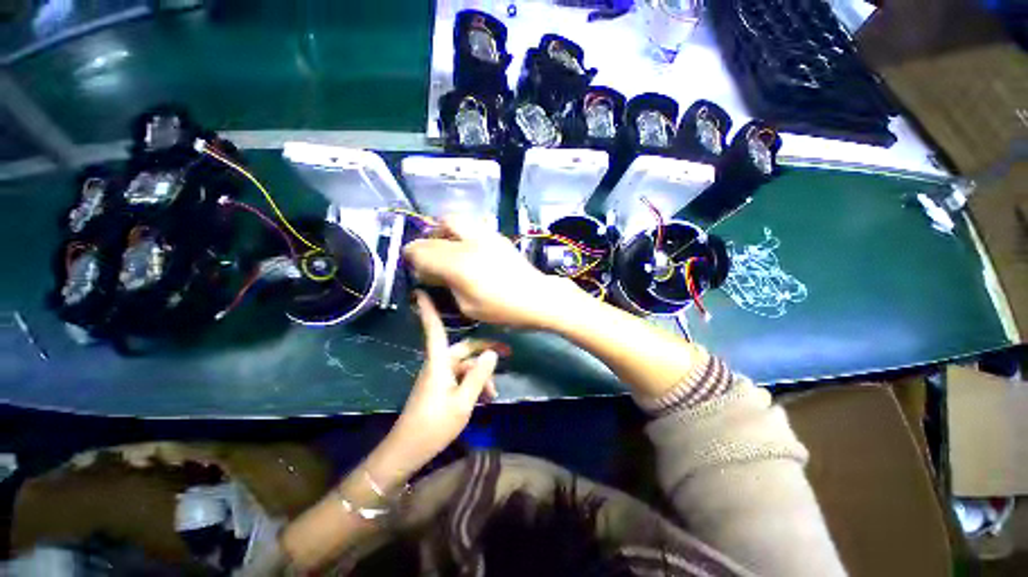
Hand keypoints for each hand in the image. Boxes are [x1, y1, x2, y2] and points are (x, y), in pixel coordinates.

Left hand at [386, 290, 503, 470]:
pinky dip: (474, 383)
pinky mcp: (440, 388)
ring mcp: (438, 377)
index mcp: (439, 363)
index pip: (434, 329)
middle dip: (485, 351)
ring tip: (494, 393)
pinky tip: (485, 397)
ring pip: (465, 366)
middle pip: (464, 349)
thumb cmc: (434, 425)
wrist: (408, 452)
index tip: (420, 291)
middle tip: (509, 353)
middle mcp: (438, 365)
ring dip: (481, 375)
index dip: (428, 310)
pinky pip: (461, 377)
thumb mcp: (463, 402)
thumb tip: (492, 353)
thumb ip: (478, 376)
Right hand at [403, 217, 579, 328]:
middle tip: (425, 255)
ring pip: (453, 219)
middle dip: (424, 242)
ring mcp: (485, 235)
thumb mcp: (468, 306)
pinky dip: (459, 230)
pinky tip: (465, 246)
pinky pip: (471, 224)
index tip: (410, 263)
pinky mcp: (497, 235)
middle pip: (435, 232)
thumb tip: (431, 273)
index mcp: (458, 264)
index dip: (411, 255)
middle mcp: (469, 243)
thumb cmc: (503, 309)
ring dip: (441, 230)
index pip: (423, 251)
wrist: (537, 297)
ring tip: (444, 245)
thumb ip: (446, 285)